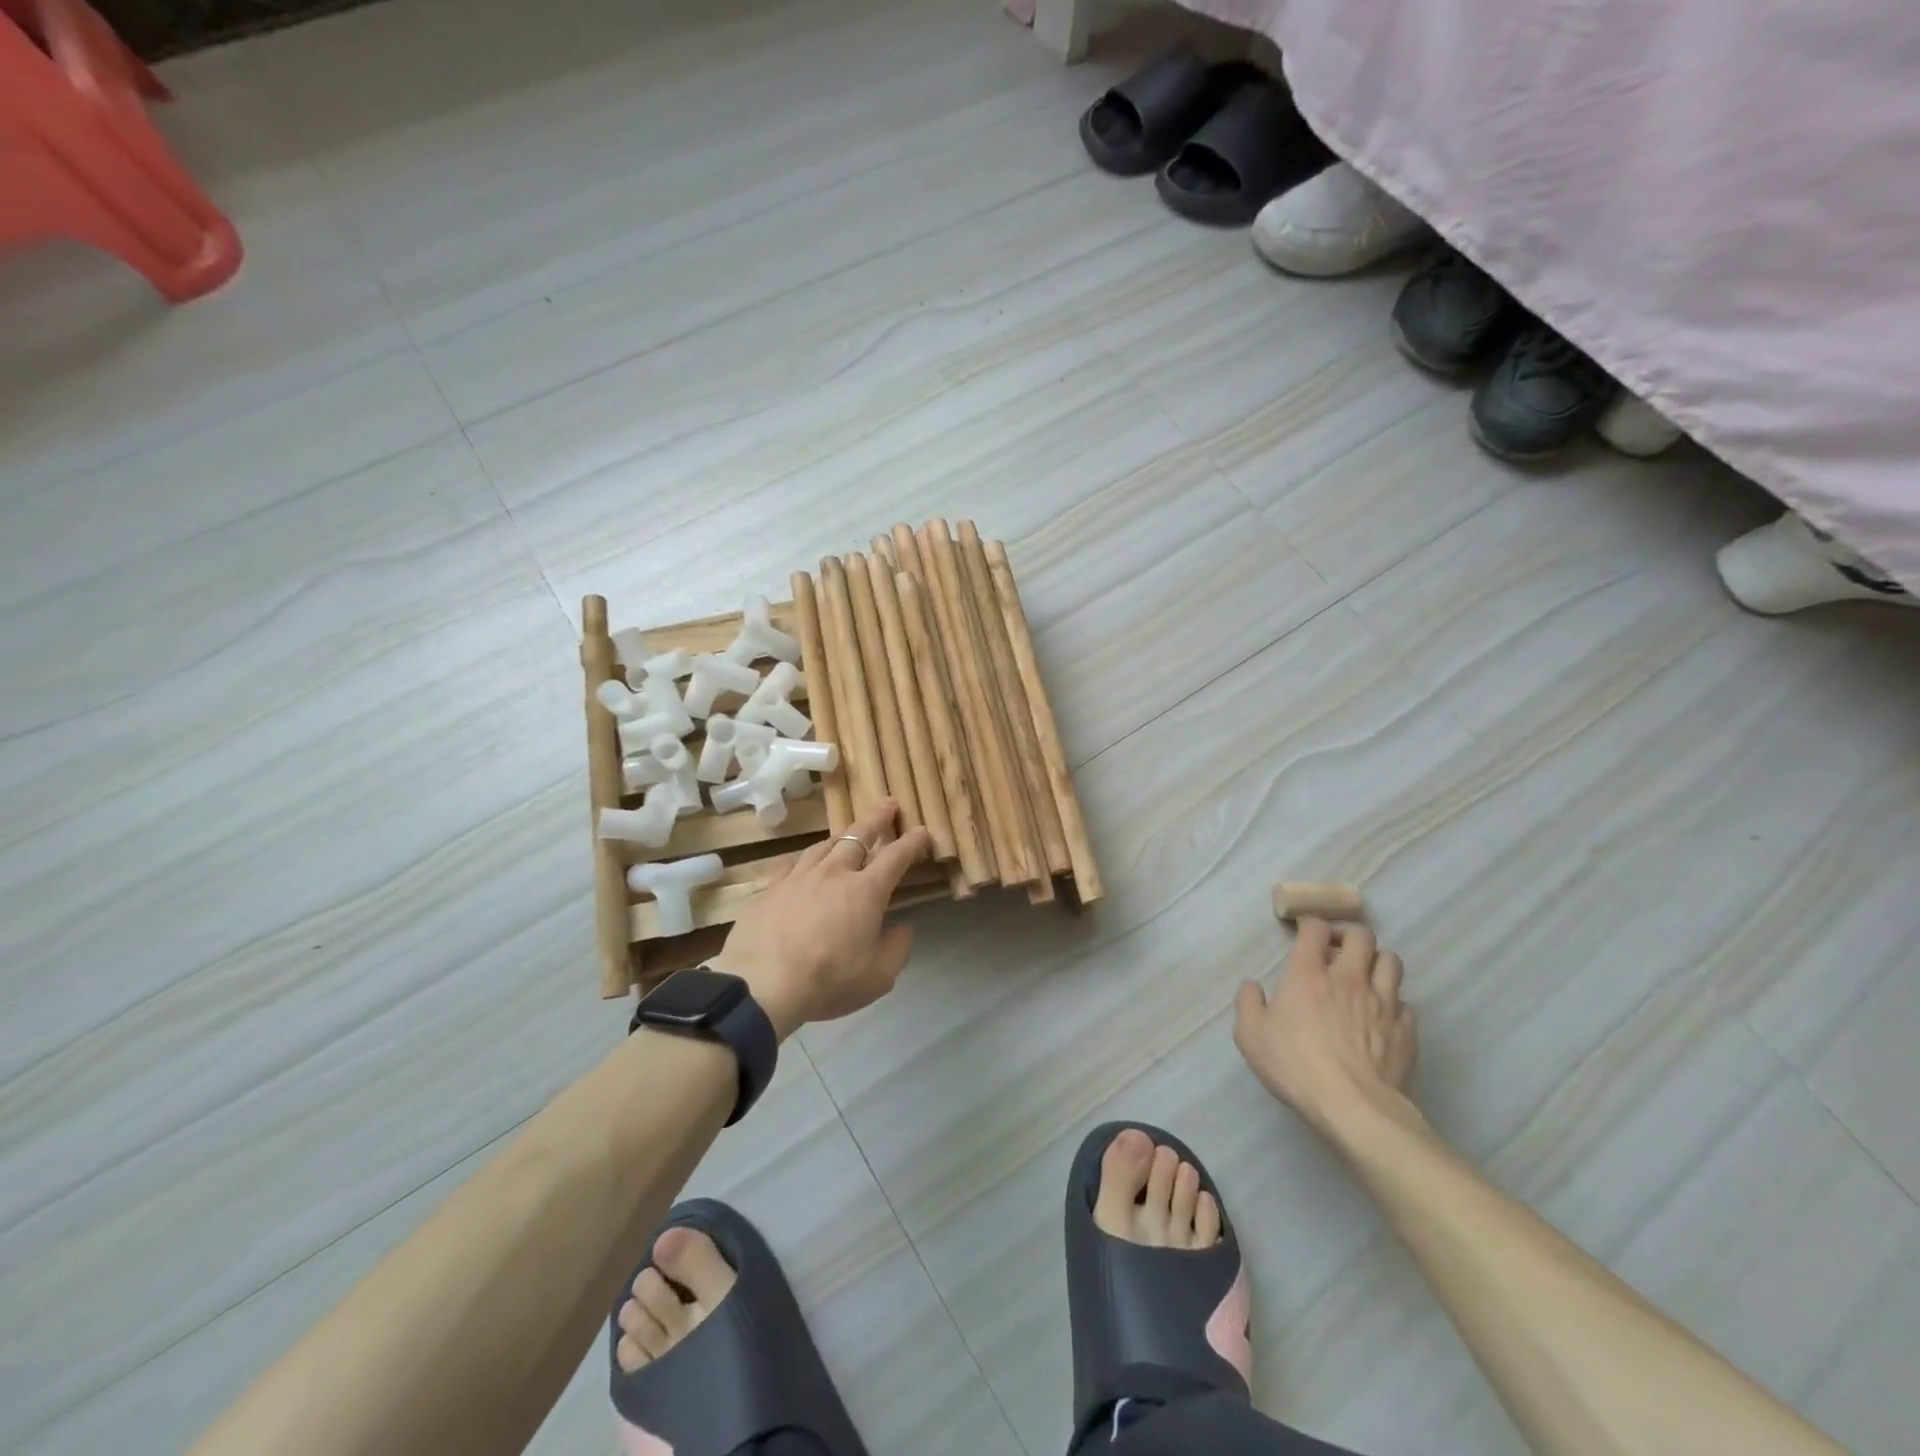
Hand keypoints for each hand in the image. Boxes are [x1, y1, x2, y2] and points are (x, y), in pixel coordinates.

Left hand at [711, 800, 932, 1039]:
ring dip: (842, 835)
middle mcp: (834, 873)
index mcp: (866, 891)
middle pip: (858, 835)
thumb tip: (902, 928)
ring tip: (848, 832)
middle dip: (877, 818)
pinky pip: (793, 863)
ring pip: (824, 844)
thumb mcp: (879, 977)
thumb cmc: (828, 980)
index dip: (912, 842)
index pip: (896, 857)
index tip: (922, 831)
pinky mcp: (771, 888)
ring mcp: (799, 877)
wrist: (762, 984)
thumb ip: (897, 949)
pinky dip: (807, 858)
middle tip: (887, 803)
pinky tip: (805, 861)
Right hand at [1233, 918, 1419, 1140]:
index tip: (1304, 933)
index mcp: (1308, 973)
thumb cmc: (1296, 1066)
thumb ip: (1248, 1003)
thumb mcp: (1250, 1035)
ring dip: (1376, 962)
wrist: (1355, 1108)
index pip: (1315, 928)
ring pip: (1391, 961)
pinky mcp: (1406, 1030)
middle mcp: (1348, 978)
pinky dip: (1393, 1003)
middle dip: (1348, 936)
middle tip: (1337, 951)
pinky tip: (1381, 1017)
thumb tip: (1252, 986)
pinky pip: (1405, 1003)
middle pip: (1361, 936)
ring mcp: (1383, 1002)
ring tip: (1365, 977)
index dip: (1310, 924)